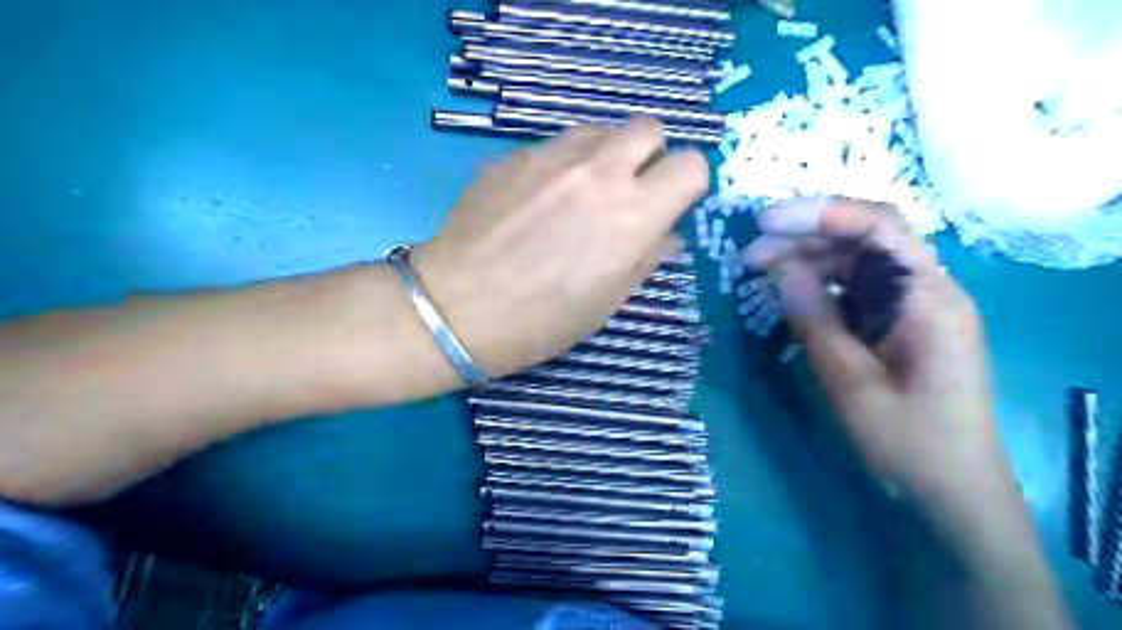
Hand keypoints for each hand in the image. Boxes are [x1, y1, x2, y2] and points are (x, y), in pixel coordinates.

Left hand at [411, 119, 706, 377]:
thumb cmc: (539, 321)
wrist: (456, 308)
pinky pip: (556, 144)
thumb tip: (666, 235)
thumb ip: (644, 259)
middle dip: (650, 156)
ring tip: (581, 195)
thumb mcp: (605, 303)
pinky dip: (563, 163)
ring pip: (600, 130)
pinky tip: (539, 199)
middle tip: (629, 192)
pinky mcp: (513, 155)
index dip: (687, 184)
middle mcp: (598, 172)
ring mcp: (551, 157)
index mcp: (631, 215)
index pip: (691, 165)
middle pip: (649, 127)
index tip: (670, 205)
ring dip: (605, 156)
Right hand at [749, 199, 1003, 505]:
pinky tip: (790, 295)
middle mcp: (927, 291)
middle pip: (865, 239)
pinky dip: (820, 285)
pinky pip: (856, 289)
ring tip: (759, 270)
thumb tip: (781, 268)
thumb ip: (815, 320)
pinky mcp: (898, 325)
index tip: (766, 222)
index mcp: (929, 298)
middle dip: (804, 237)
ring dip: (808, 259)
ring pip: (857, 262)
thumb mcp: (850, 382)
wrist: (950, 493)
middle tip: (749, 254)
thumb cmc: (907, 442)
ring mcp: (913, 308)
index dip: (821, 214)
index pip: (879, 227)